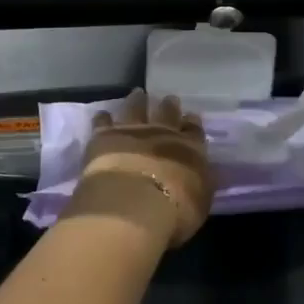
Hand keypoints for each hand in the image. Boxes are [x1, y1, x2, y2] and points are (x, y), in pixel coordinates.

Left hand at [68, 89, 214, 250]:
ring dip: (137, 101)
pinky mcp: (104, 136)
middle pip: (167, 112)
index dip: (192, 123)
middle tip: (169, 99)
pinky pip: (103, 122)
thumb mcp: (201, 199)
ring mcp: (132, 131)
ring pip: (136, 108)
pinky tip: (102, 114)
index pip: (194, 130)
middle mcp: (162, 132)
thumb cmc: (175, 210)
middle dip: (169, 106)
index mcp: (190, 147)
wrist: (133, 204)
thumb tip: (201, 171)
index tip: (191, 118)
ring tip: (138, 94)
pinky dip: (103, 118)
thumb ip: (201, 181)